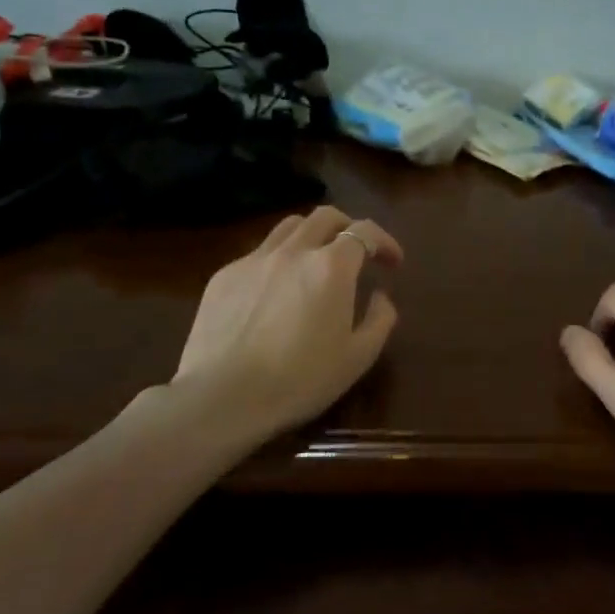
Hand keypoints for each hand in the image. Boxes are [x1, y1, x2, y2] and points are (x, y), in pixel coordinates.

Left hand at [172, 206, 402, 436]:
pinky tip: (275, 292)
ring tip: (315, 262)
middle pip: (326, 216)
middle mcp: (293, 251)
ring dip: (312, 235)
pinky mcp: (224, 275)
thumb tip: (380, 296)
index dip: (385, 242)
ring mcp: (254, 259)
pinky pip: (258, 253)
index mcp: (331, 267)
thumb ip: (379, 320)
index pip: (365, 232)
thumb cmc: (299, 380)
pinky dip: (278, 261)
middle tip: (357, 253)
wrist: (222, 397)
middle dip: (348, 227)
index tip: (393, 262)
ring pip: (289, 227)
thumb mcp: (357, 358)